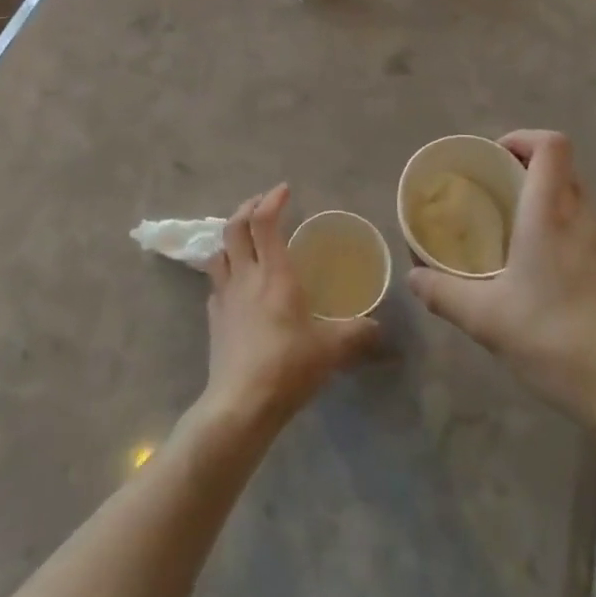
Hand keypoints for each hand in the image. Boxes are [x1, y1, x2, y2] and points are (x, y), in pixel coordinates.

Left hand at [201, 185, 378, 432]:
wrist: (240, 406)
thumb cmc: (288, 366)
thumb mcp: (332, 350)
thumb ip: (359, 335)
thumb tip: (382, 330)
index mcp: (274, 274)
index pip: (264, 222)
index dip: (272, 200)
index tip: (284, 190)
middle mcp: (245, 277)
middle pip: (234, 228)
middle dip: (246, 208)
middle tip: (262, 204)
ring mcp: (224, 297)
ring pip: (218, 252)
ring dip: (229, 237)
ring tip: (244, 238)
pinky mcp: (213, 320)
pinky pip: (215, 284)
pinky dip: (225, 273)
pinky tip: (236, 285)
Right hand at [408, 131, 595, 448]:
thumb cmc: (560, 341)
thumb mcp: (489, 321)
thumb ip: (445, 294)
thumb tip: (413, 277)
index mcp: (552, 214)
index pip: (551, 145)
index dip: (522, 138)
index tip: (492, 157)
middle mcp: (584, 218)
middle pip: (562, 167)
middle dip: (526, 168)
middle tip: (491, 192)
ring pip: (574, 199)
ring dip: (543, 200)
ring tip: (508, 230)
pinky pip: (584, 230)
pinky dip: (560, 230)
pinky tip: (538, 271)